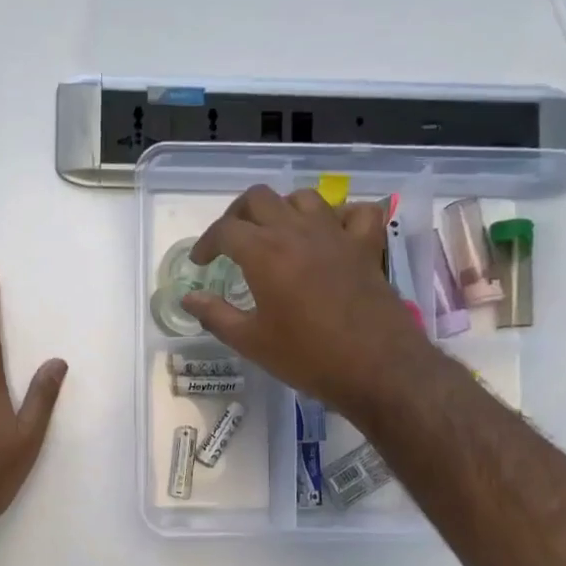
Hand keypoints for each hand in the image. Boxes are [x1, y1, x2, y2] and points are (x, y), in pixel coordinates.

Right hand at [185, 186, 427, 422]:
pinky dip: (340, 216)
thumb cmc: (307, 357)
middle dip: (237, 215)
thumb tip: (189, 299)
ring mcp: (336, 234)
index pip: (225, 230)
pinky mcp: (367, 247)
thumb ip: (215, 315)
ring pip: (304, 198)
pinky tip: (330, 234)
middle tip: (231, 242)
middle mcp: (298, 231)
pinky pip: (355, 212)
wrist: (376, 368)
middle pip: (260, 198)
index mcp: (264, 252)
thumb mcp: (251, 342)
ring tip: (275, 234)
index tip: (200, 262)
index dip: (206, 243)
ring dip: (283, 209)